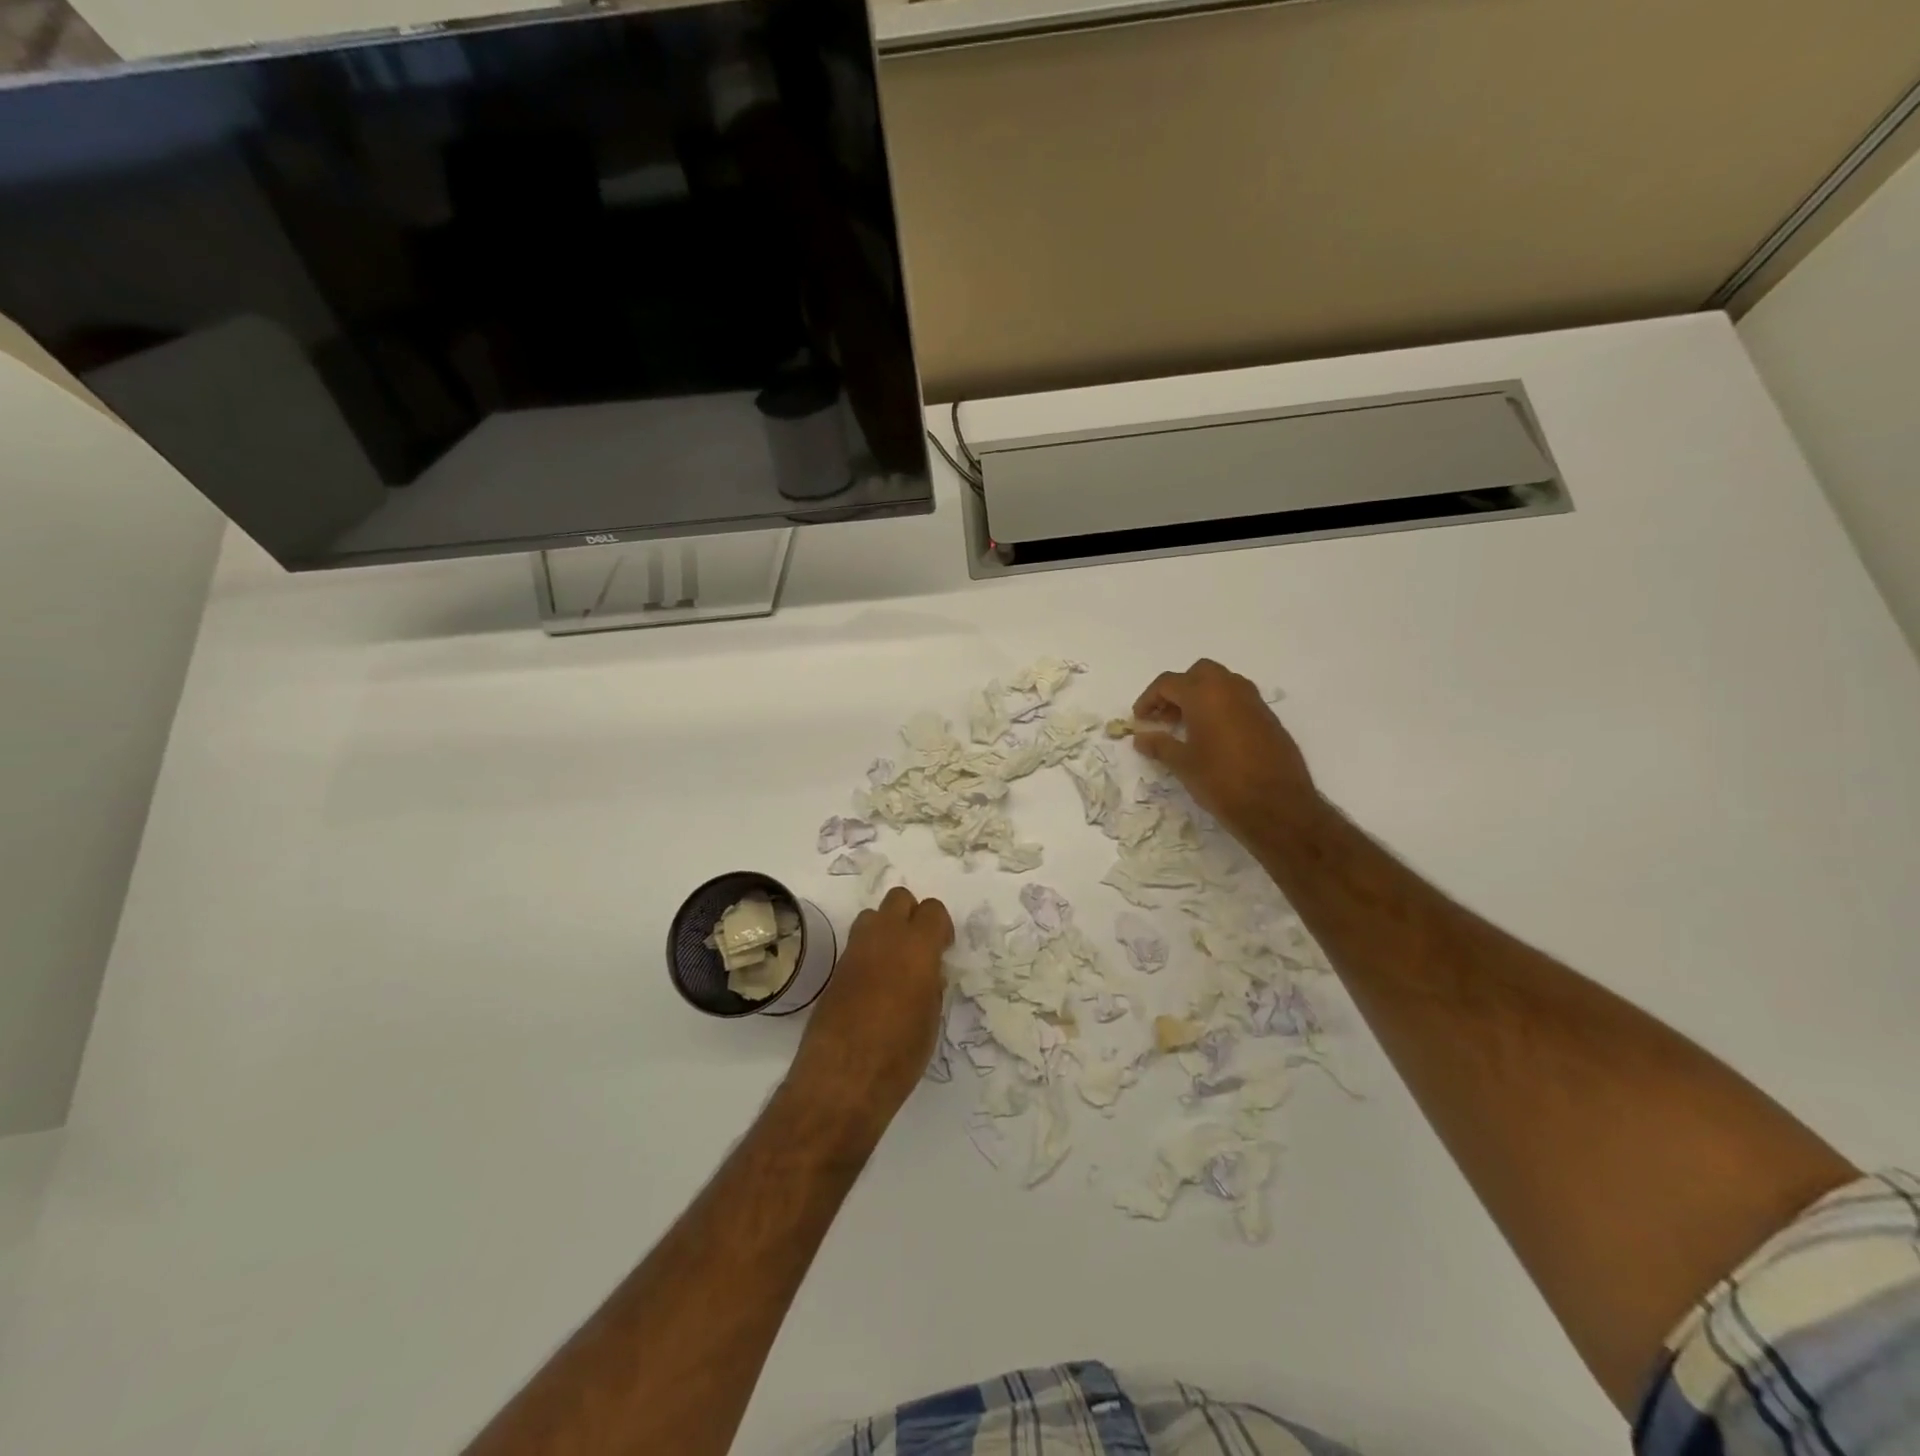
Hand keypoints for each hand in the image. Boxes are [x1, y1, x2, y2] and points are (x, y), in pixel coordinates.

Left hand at [787, 886, 952, 1132]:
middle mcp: (884, 938)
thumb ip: (931, 984)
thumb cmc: (900, 1053)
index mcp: (916, 947)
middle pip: (899, 898)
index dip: (941, 927)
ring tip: (893, 966)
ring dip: (885, 930)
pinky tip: (873, 987)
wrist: (843, 1078)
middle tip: (918, 950)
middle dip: (911, 915)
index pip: (932, 910)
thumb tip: (928, 972)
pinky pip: (856, 945)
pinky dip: (868, 954)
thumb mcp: (930, 1018)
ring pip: (872, 916)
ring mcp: (855, 951)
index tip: (943, 950)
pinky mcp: (835, 970)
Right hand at [1132, 659, 1320, 844]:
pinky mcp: (1269, 719)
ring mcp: (1254, 702)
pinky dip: (1221, 708)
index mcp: (1205, 695)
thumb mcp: (1183, 765)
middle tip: (1165, 717)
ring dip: (1201, 696)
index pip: (1168, 683)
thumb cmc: (1222, 781)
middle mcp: (1231, 689)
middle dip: (1178, 690)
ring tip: (1187, 726)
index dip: (1149, 698)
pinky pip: (1239, 700)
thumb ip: (1159, 745)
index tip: (1139, 719)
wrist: (1278, 806)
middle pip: (1198, 674)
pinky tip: (1214, 737)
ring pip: (1222, 683)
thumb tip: (1140, 738)